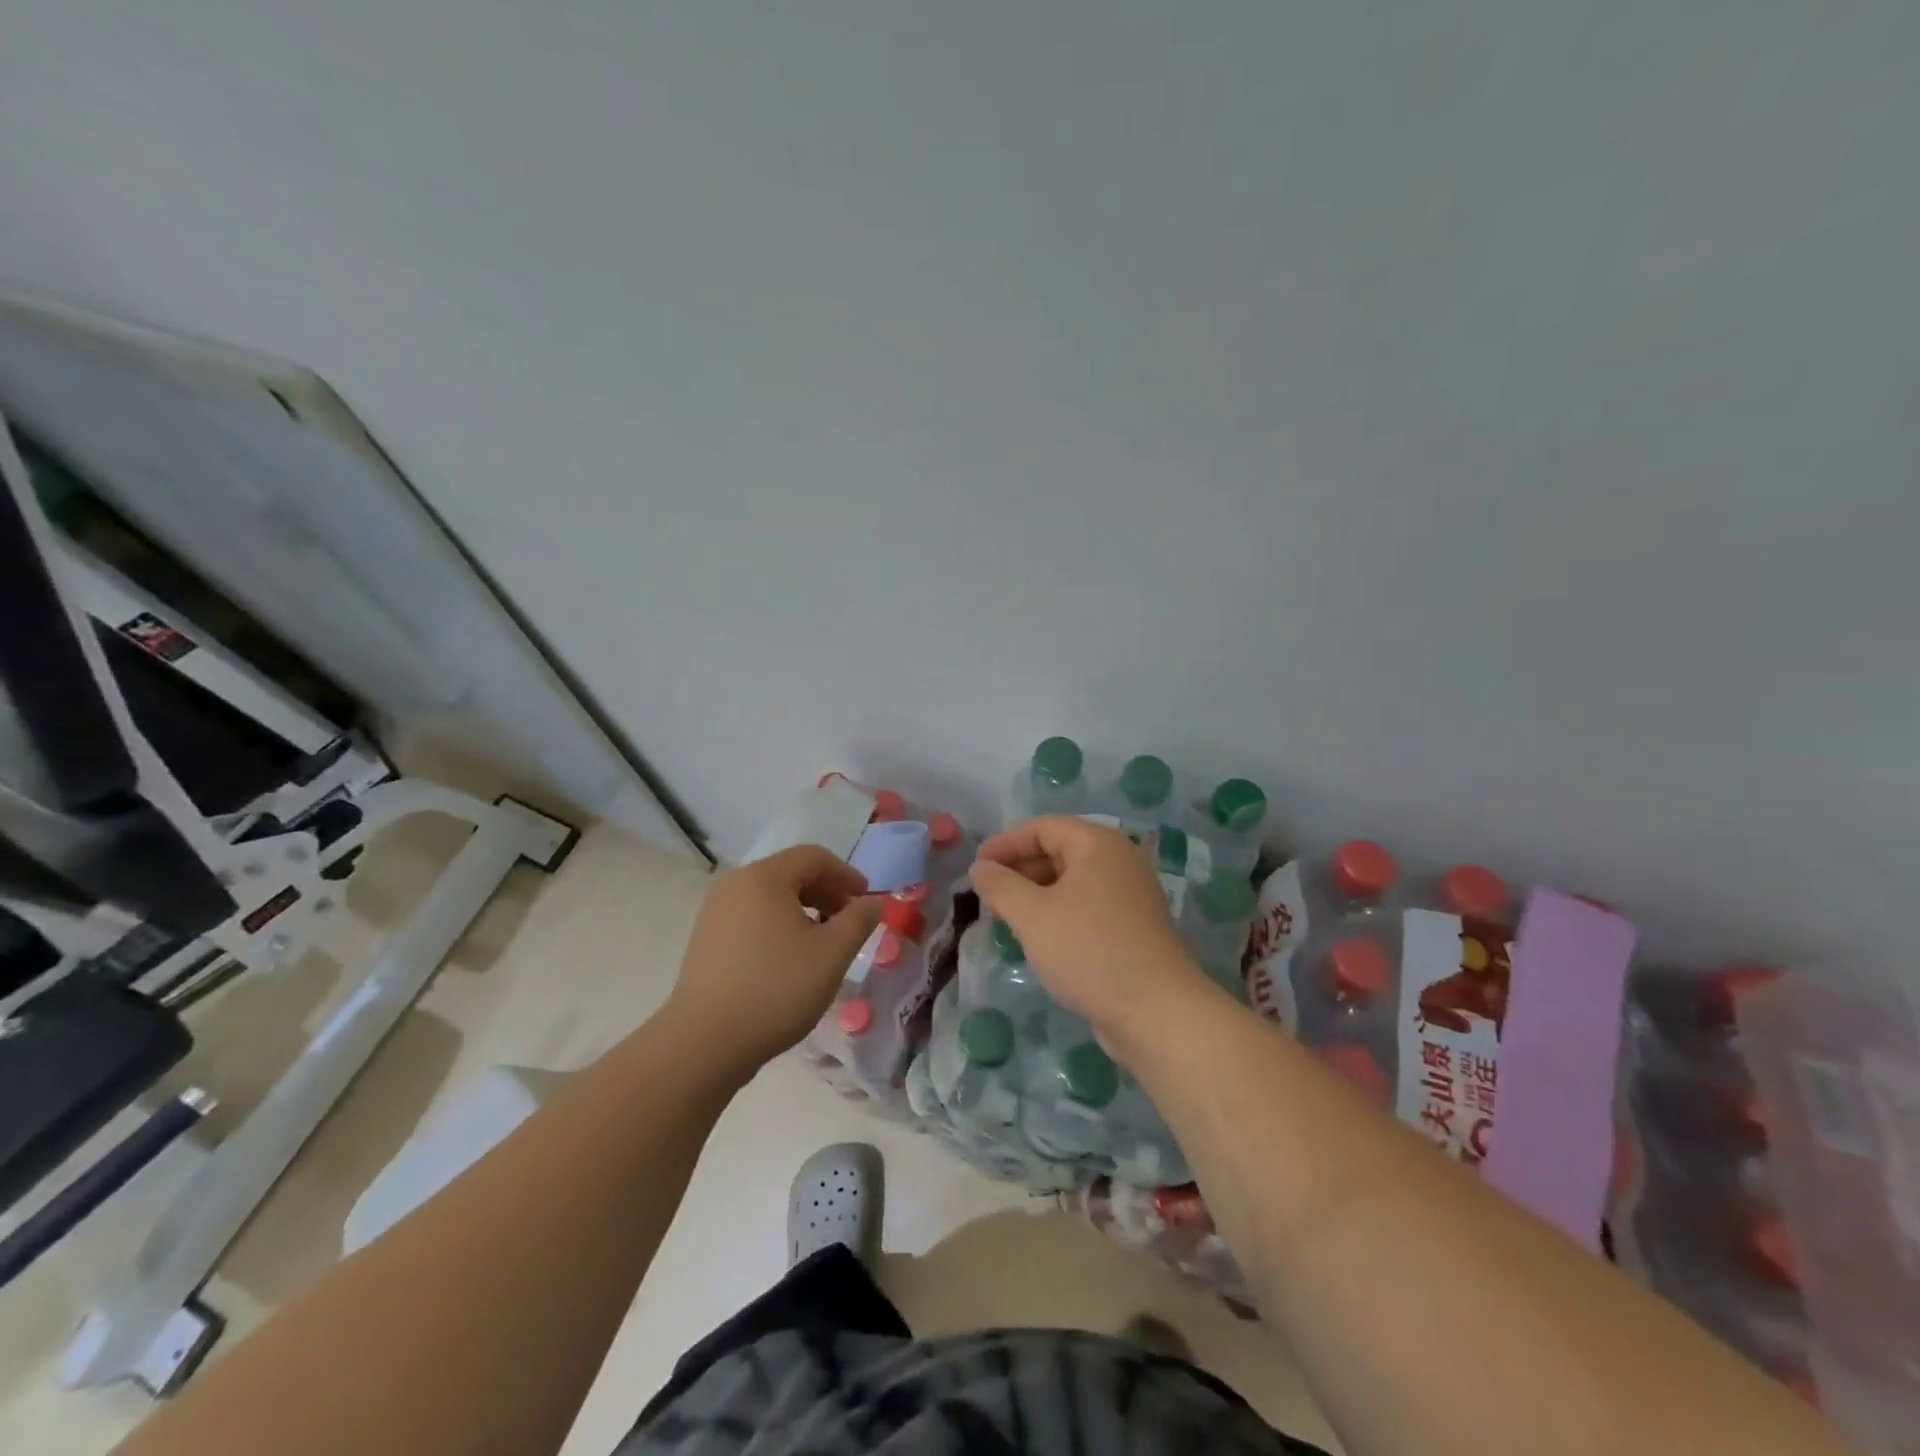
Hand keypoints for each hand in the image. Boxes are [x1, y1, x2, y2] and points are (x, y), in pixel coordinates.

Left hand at [667, 845, 883, 1076]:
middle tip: (849, 923)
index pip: (814, 857)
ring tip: (823, 945)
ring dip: (804, 912)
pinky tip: (790, 962)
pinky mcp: (706, 942)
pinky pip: (752, 920)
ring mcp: (715, 914)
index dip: (846, 875)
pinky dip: (779, 928)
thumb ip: (859, 920)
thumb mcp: (832, 953)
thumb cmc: (776, 989)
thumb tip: (873, 902)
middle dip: (826, 894)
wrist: (704, 1044)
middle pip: (791, 874)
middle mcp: (734, 886)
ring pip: (771, 899)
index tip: (866, 901)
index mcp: (763, 877)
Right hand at [971, 816, 1206, 1047]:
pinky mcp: (1133, 927)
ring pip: (1072, 881)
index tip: (976, 869)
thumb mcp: (1032, 916)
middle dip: (1019, 869)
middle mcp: (1119, 861)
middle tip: (988, 896)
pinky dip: (1058, 913)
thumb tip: (980, 868)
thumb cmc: (1089, 951)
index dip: (1005, 843)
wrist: (1156, 1012)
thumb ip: (1000, 886)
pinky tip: (1039, 938)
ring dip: (1036, 894)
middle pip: (1059, 850)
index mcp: (1098, 845)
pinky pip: (1086, 906)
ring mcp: (1130, 895)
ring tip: (1006, 918)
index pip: (1043, 827)